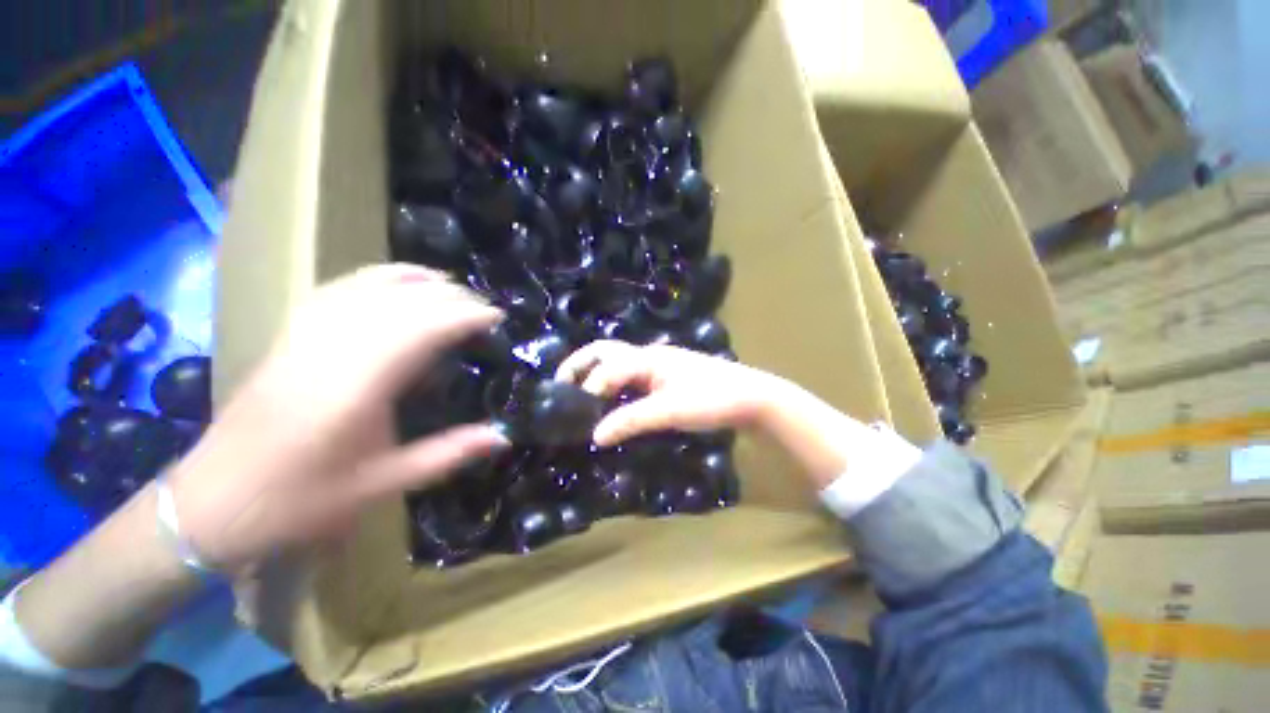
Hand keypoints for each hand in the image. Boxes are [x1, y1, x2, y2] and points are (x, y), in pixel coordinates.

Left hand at [170, 264, 508, 570]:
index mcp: (356, 387)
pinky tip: (392, 281)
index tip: (497, 317)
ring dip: (413, 279)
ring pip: (365, 287)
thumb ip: (448, 454)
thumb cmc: (299, 501)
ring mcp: (303, 338)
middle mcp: (330, 350)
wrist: (211, 505)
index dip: (464, 316)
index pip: (421, 329)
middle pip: (399, 302)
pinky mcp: (289, 338)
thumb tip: (503, 437)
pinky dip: (371, 278)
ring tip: (449, 282)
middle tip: (484, 307)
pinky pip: (335, 291)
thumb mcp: (382, 484)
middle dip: (449, 297)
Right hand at [555, 340, 780, 445]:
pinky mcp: (666, 378)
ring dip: (596, 375)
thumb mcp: (670, 411)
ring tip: (579, 396)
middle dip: (579, 365)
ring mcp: (658, 366)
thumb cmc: (711, 399)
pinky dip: (614, 386)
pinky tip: (612, 403)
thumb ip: (631, 420)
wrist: (751, 398)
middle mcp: (648, 356)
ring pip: (617, 364)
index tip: (578, 420)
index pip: (606, 370)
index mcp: (647, 358)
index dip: (588, 391)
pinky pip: (631, 377)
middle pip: (605, 353)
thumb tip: (595, 436)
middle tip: (560, 385)